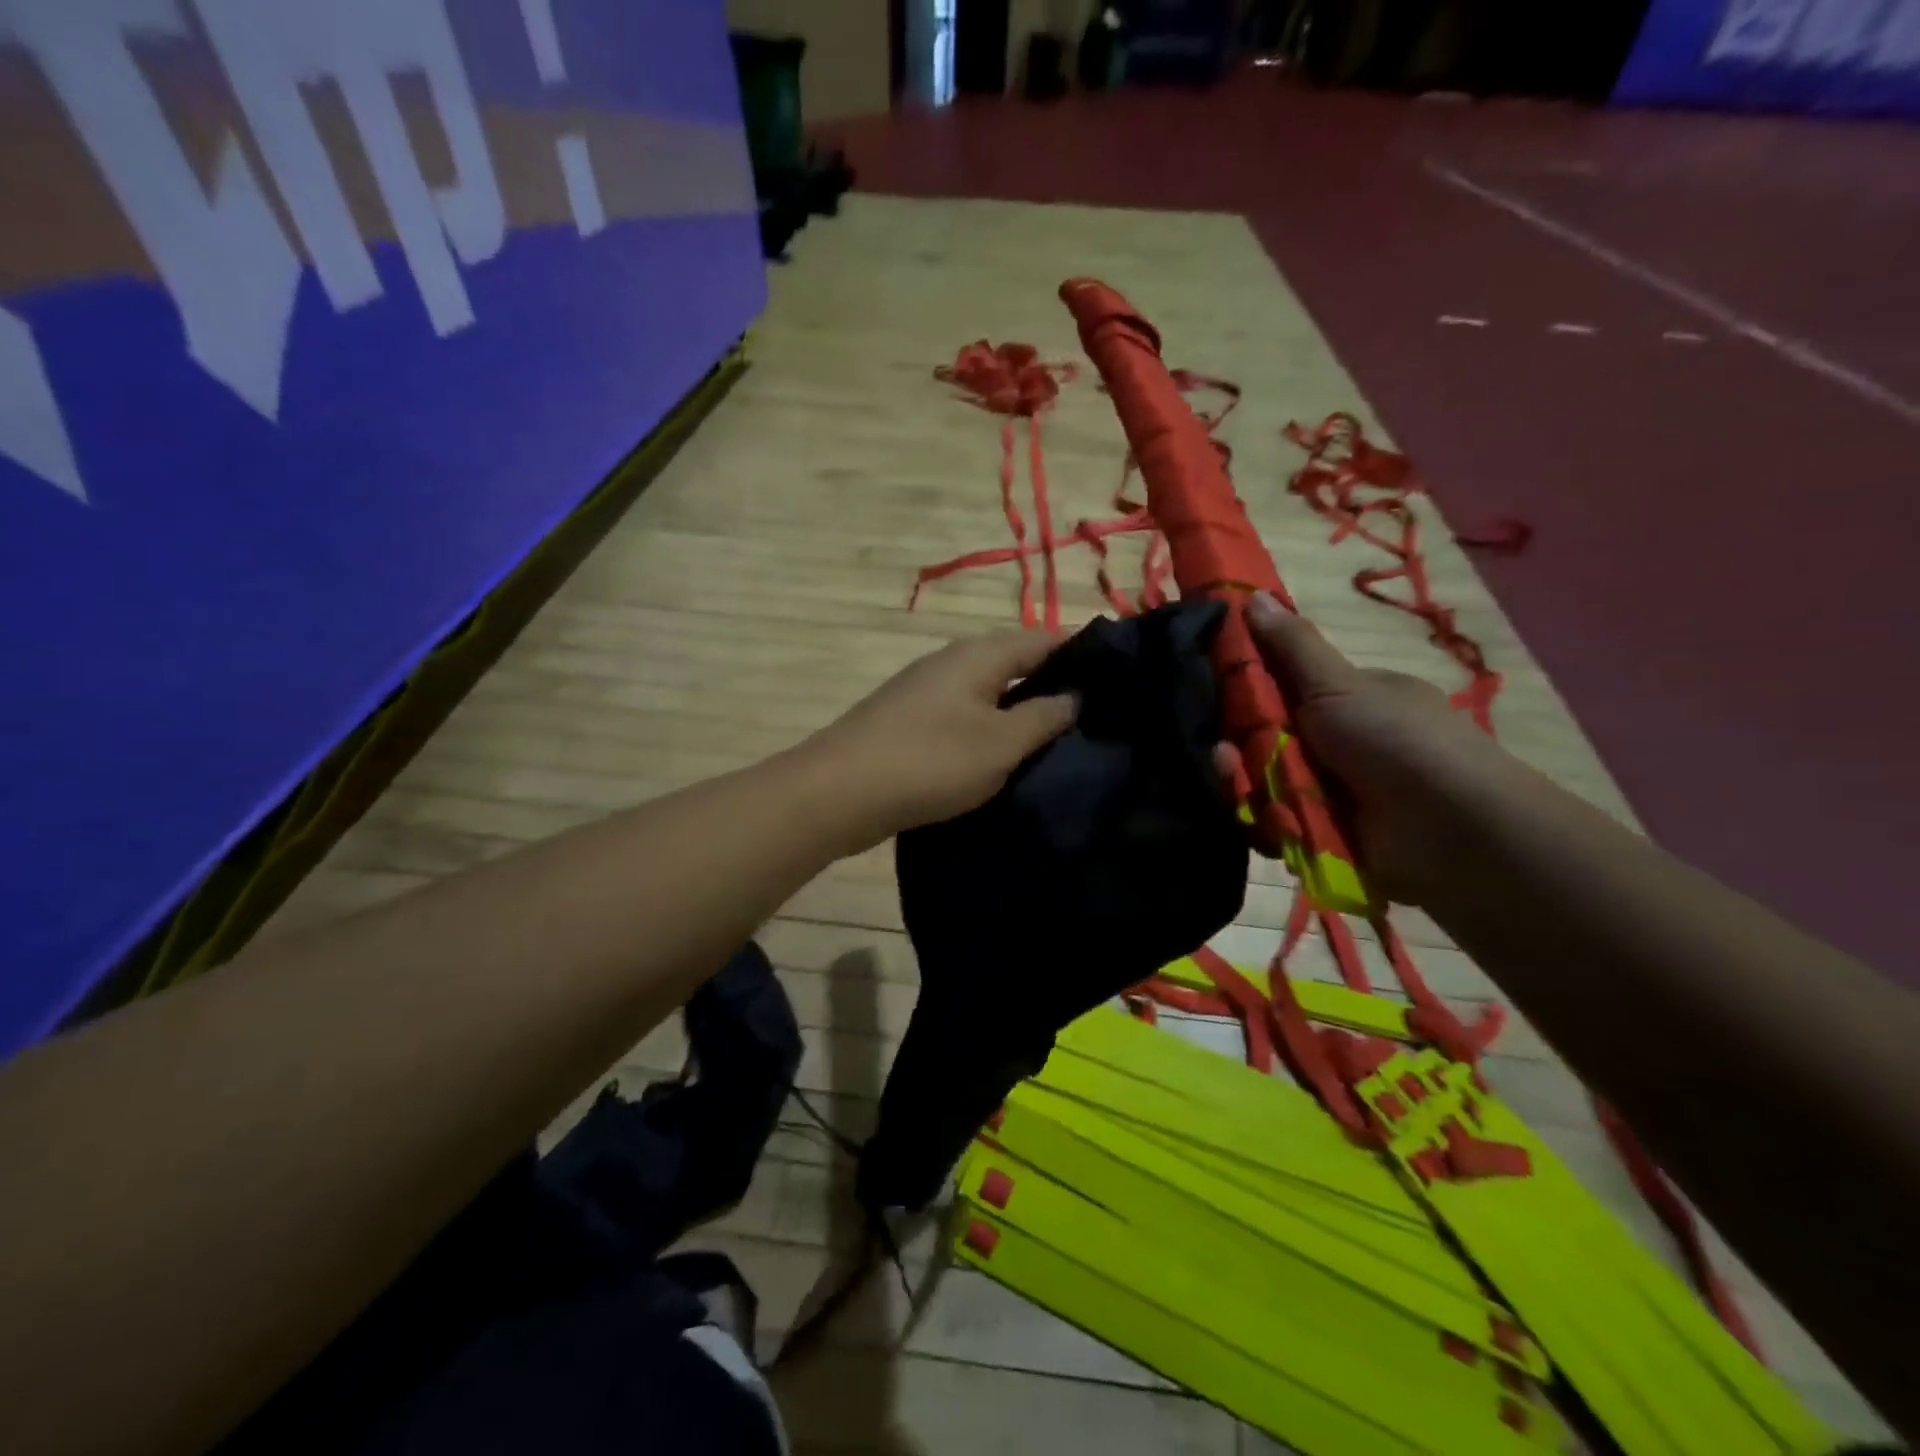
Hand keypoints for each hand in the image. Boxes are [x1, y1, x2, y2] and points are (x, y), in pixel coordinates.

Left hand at [803, 629, 1077, 851]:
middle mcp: (951, 662)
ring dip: (1019, 708)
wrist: (839, 792)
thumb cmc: (930, 761)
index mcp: (978, 655)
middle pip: (1014, 661)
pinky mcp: (909, 722)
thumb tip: (1075, 696)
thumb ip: (1043, 717)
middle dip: (1052, 682)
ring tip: (1057, 737)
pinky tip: (1003, 755)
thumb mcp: (1000, 743)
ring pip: (988, 691)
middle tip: (1094, 713)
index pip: (1043, 638)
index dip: (1081, 651)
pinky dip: (990, 728)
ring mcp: (925, 691)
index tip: (1118, 674)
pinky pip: (964, 715)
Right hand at [1245, 592, 1515, 904]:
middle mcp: (1341, 744)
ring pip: (1263, 782)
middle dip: (1239, 744)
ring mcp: (1332, 792)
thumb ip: (1291, 645)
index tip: (1215, 690)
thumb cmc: (1394, 739)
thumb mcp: (1339, 683)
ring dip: (1243, 780)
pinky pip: (1272, 823)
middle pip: (1266, 739)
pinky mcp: (1322, 836)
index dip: (1247, 689)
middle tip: (1222, 749)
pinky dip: (1261, 818)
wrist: (1447, 831)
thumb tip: (1251, 593)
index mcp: (1352, 700)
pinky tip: (1255, 812)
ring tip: (1234, 778)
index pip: (1284, 688)